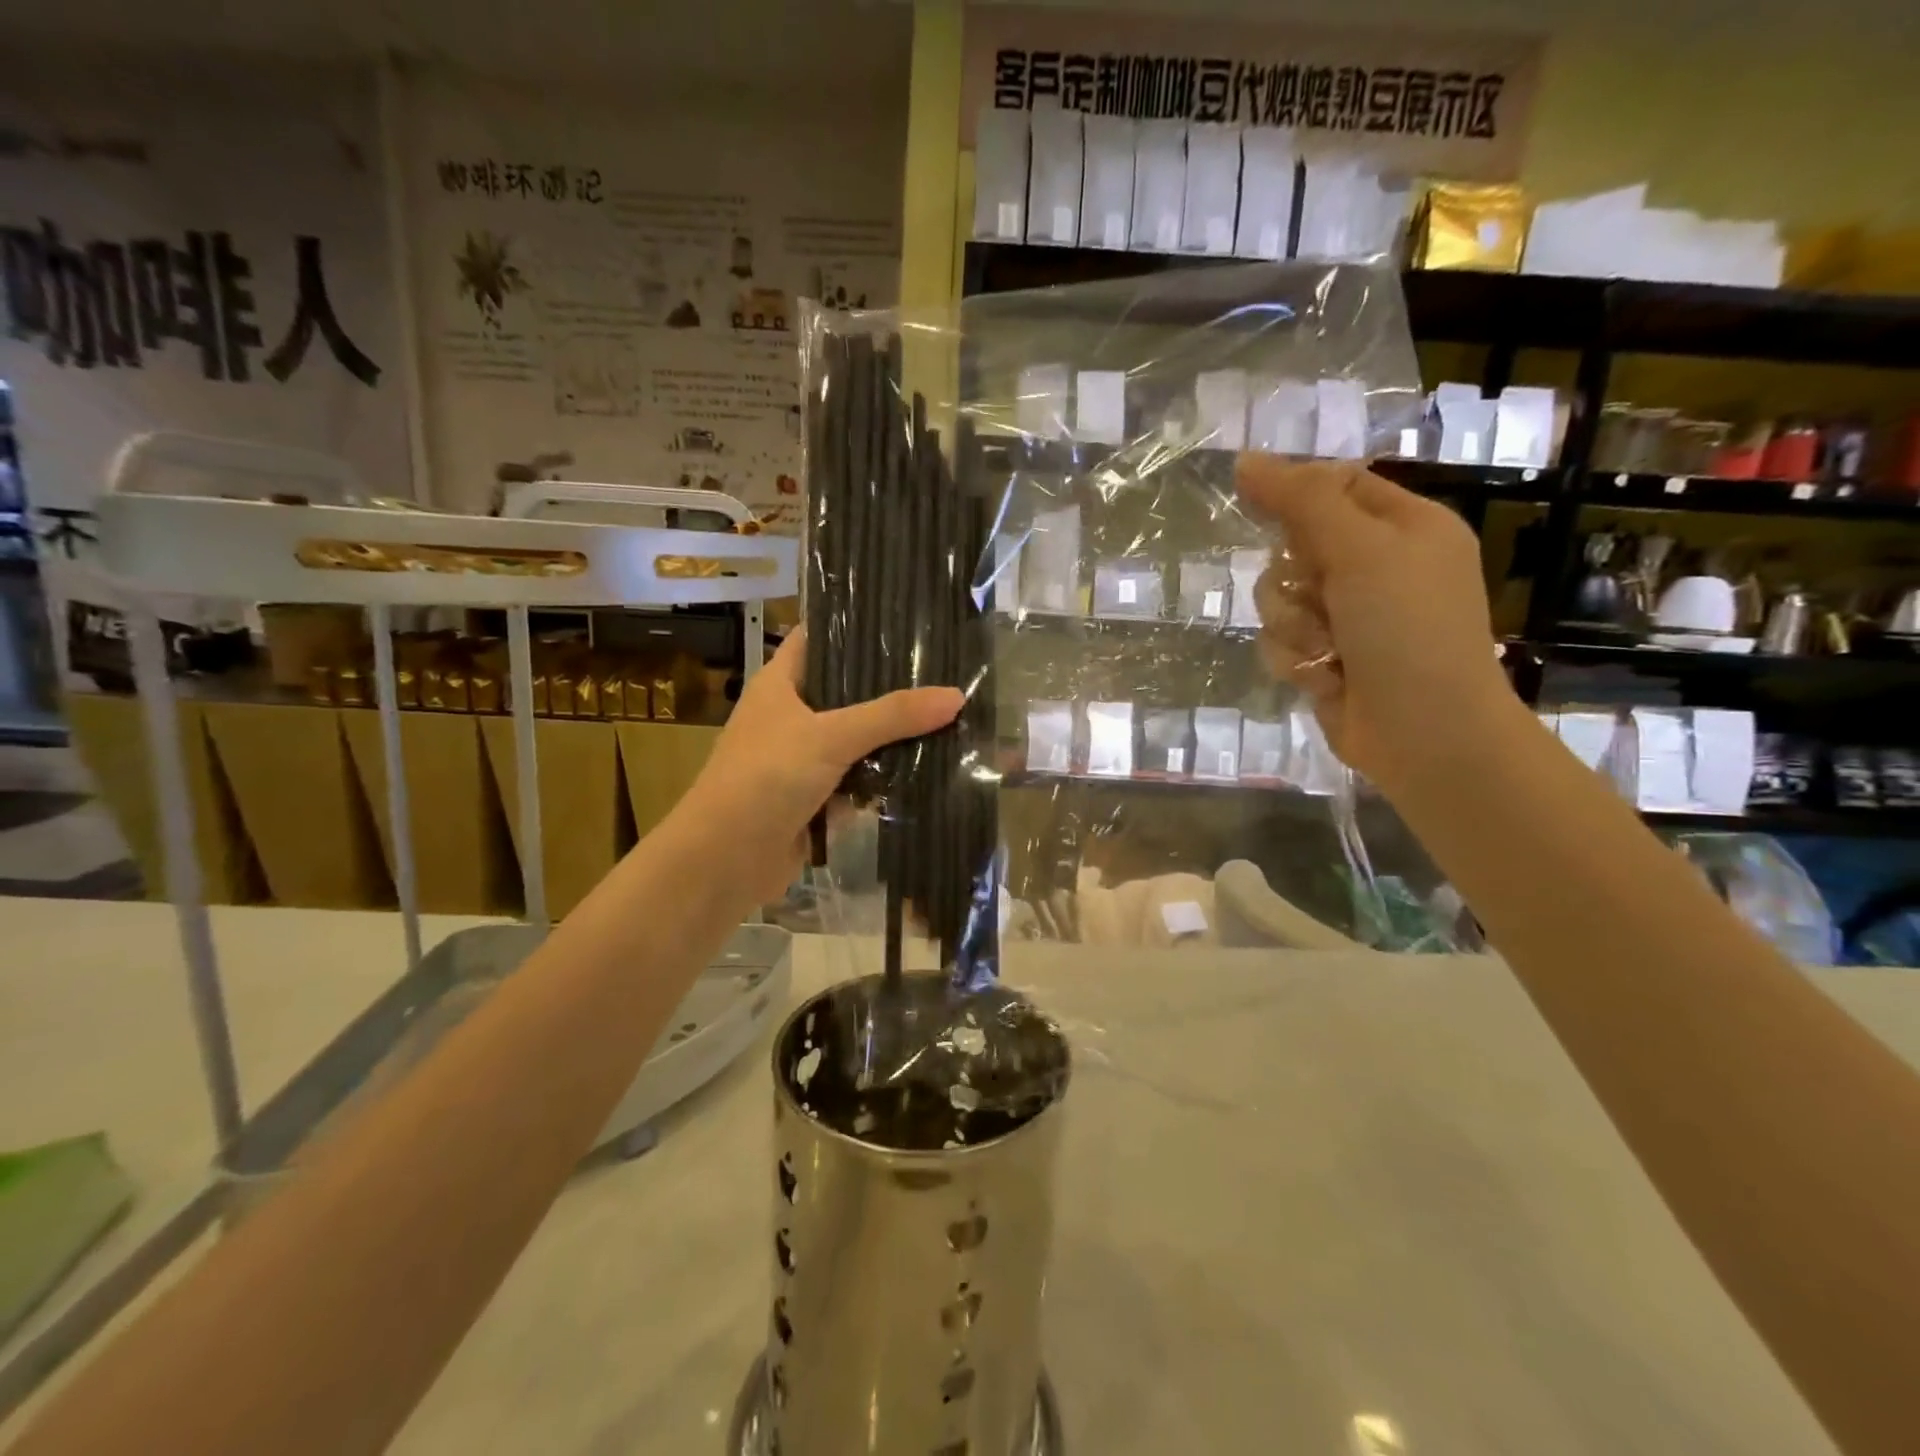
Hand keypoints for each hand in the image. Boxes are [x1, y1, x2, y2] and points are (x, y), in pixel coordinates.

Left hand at [680, 629, 963, 899]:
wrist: (725, 860)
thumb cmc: (766, 778)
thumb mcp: (831, 737)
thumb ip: (892, 715)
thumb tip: (956, 695)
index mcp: (780, 684)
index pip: (818, 638)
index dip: (855, 626)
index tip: (904, 620)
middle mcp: (791, 715)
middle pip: (846, 691)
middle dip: (889, 688)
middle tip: (943, 673)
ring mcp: (802, 759)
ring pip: (857, 739)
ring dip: (892, 738)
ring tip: (948, 717)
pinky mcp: (815, 798)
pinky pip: (857, 780)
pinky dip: (883, 778)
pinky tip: (928, 767)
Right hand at [1235, 456, 1519, 796]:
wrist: (1426, 732)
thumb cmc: (1407, 630)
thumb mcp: (1361, 550)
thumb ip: (1302, 502)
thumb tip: (1246, 459)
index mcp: (1405, 526)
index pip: (1335, 485)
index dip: (1294, 492)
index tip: (1255, 502)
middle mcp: (1376, 567)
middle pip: (1294, 545)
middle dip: (1292, 575)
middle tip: (1318, 593)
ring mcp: (1350, 616)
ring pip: (1279, 598)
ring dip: (1291, 623)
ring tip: (1324, 647)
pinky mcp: (1326, 657)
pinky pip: (1280, 640)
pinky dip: (1294, 657)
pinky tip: (1323, 675)